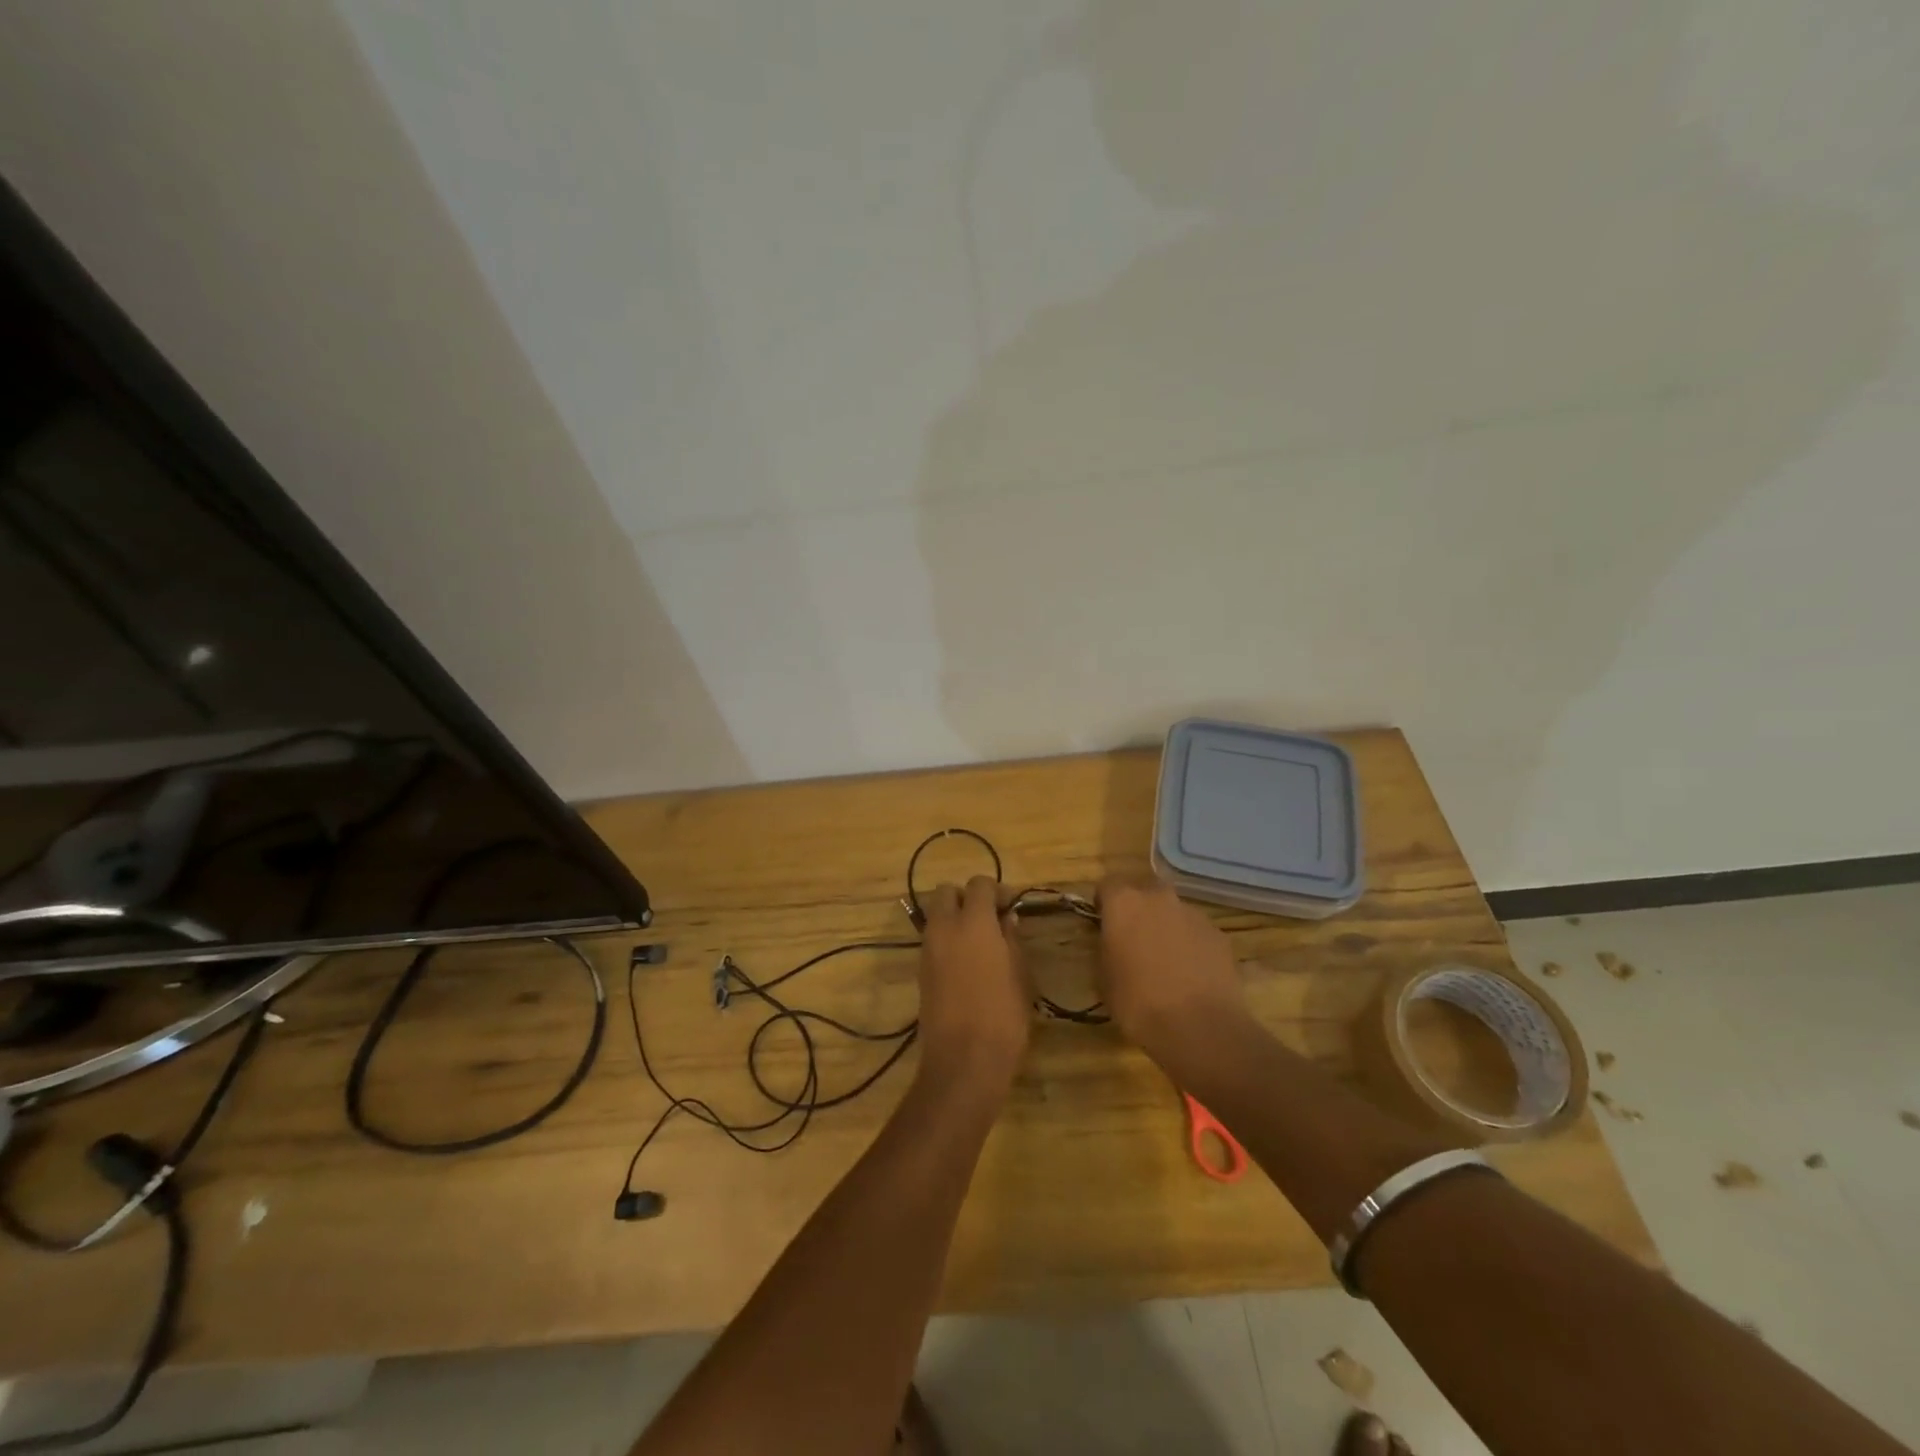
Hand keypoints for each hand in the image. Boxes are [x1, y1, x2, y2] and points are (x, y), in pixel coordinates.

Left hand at [916, 877, 1030, 1095]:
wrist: (963, 1060)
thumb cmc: (1003, 1016)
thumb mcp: (1019, 975)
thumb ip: (1011, 940)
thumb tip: (1007, 919)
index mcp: (973, 922)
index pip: (979, 885)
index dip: (997, 891)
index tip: (1012, 907)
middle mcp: (945, 928)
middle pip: (946, 892)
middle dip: (967, 897)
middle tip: (990, 919)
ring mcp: (928, 949)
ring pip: (936, 915)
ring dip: (955, 917)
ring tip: (980, 942)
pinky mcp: (921, 971)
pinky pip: (932, 940)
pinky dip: (947, 939)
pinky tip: (967, 962)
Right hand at [1095, 876, 1249, 1064]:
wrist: (1201, 1028)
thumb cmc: (1139, 1003)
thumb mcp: (1104, 979)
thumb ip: (1106, 949)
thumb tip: (1114, 944)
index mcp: (1124, 903)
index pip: (1107, 885)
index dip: (1103, 904)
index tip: (1102, 926)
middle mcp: (1159, 898)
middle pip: (1144, 892)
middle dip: (1138, 910)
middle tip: (1133, 941)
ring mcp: (1193, 914)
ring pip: (1173, 912)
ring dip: (1166, 928)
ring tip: (1165, 964)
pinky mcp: (1219, 935)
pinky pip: (1196, 933)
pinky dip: (1191, 946)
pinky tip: (1190, 976)